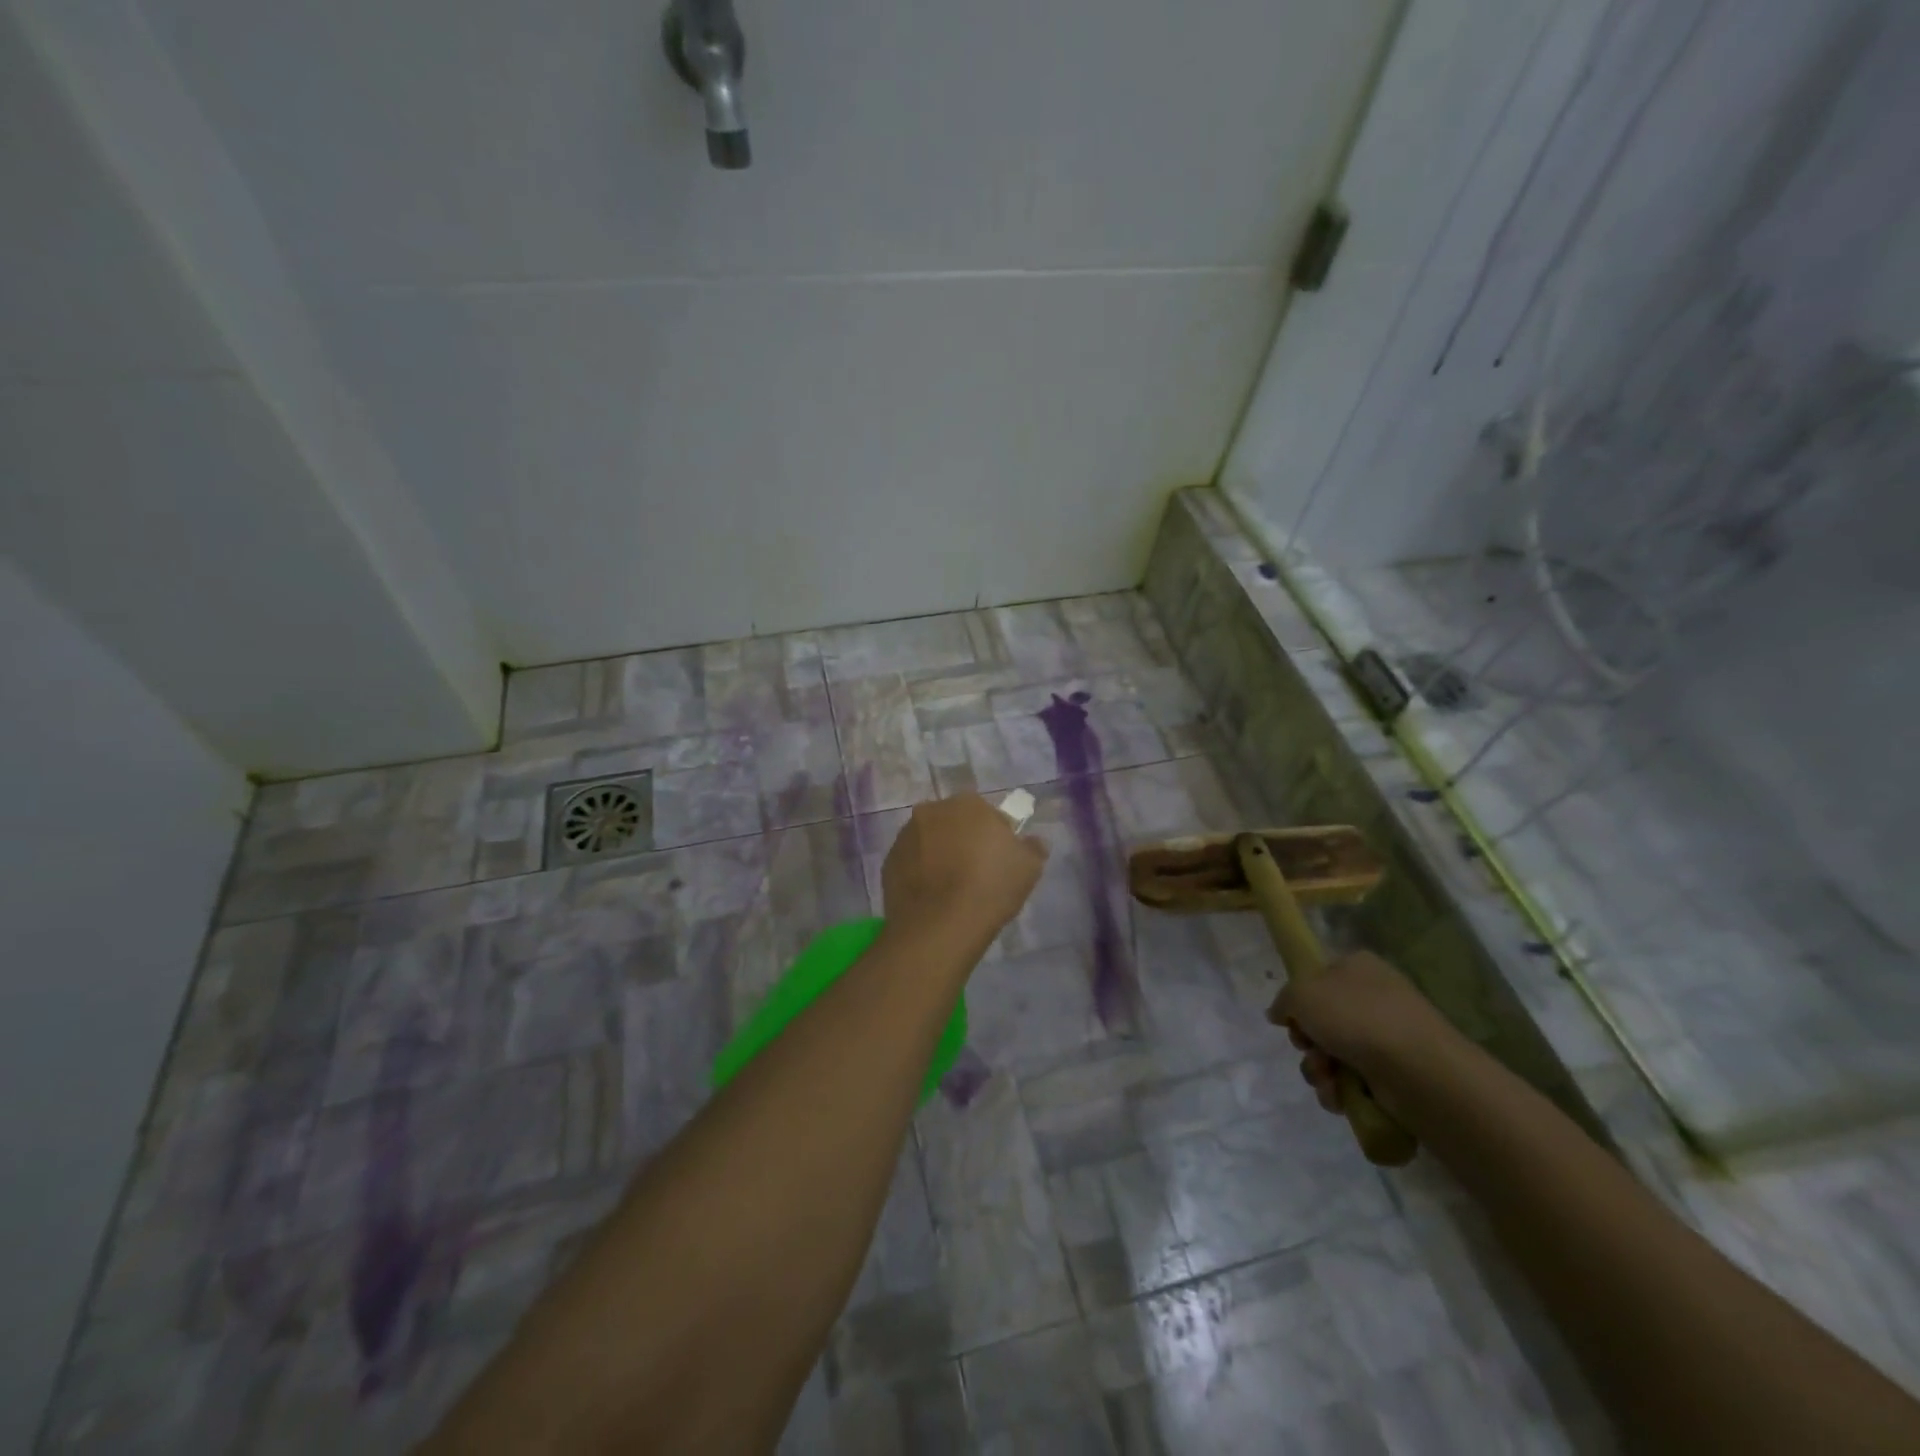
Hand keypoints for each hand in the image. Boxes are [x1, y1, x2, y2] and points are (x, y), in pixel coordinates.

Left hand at [881, 794, 1048, 951]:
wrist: (940, 926)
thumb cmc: (990, 888)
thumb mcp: (1029, 868)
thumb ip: (1033, 847)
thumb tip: (1034, 841)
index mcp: (968, 804)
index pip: (987, 814)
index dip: (996, 837)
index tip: (1001, 861)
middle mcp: (932, 810)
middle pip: (954, 823)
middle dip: (964, 841)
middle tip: (976, 873)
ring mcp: (905, 836)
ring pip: (930, 841)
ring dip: (939, 855)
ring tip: (952, 889)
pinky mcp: (889, 862)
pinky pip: (911, 863)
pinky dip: (920, 874)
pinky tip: (932, 898)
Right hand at [1273, 951, 1463, 1115]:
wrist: (1418, 1069)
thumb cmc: (1357, 1017)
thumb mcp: (1302, 993)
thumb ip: (1283, 1000)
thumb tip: (1279, 1013)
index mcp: (1358, 967)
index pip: (1318, 978)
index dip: (1299, 999)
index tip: (1291, 1017)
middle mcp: (1374, 998)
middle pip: (1322, 1020)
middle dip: (1307, 1041)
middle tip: (1307, 1048)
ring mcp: (1387, 1037)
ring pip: (1333, 1053)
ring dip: (1319, 1069)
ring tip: (1326, 1077)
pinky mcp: (1395, 1074)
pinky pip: (1352, 1080)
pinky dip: (1340, 1090)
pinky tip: (1340, 1095)